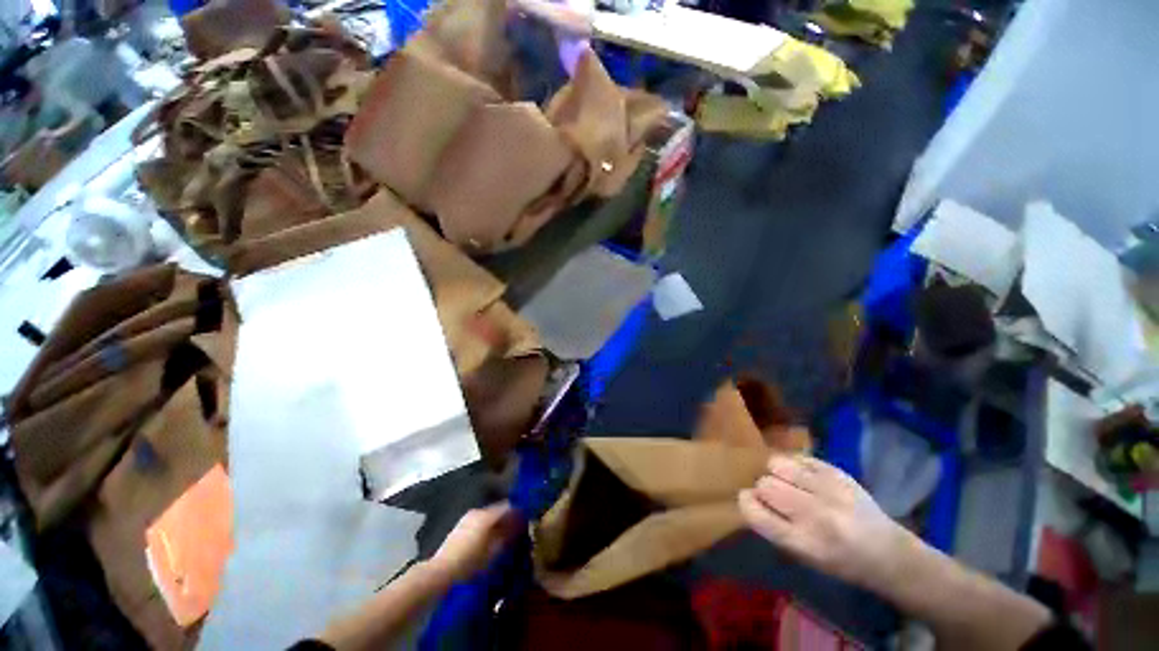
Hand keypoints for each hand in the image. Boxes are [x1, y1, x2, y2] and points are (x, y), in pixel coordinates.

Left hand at [429, 503, 519, 582]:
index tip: (528, 526)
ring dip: (498, 528)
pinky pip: (479, 527)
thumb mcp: (495, 552)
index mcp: (486, 515)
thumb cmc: (470, 565)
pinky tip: (489, 548)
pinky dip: (487, 533)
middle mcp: (477, 513)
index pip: (509, 507)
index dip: (520, 515)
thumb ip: (510, 535)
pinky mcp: (459, 531)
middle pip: (498, 512)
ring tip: (505, 544)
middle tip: (518, 536)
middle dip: (509, 522)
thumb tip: (522, 524)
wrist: (439, 577)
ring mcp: (466, 521)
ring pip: (489, 520)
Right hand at [738, 455, 909, 590]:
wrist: (889, 553)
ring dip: (776, 472)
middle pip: (764, 484)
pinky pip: (798, 457)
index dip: (746, 503)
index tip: (750, 501)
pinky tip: (803, 476)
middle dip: (763, 488)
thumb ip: (773, 527)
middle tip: (775, 496)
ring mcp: (828, 489)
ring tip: (788, 481)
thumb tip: (748, 497)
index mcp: (802, 542)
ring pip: (777, 464)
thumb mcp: (803, 556)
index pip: (754, 512)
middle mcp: (814, 514)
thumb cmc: (841, 561)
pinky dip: (794, 465)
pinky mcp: (838, 472)